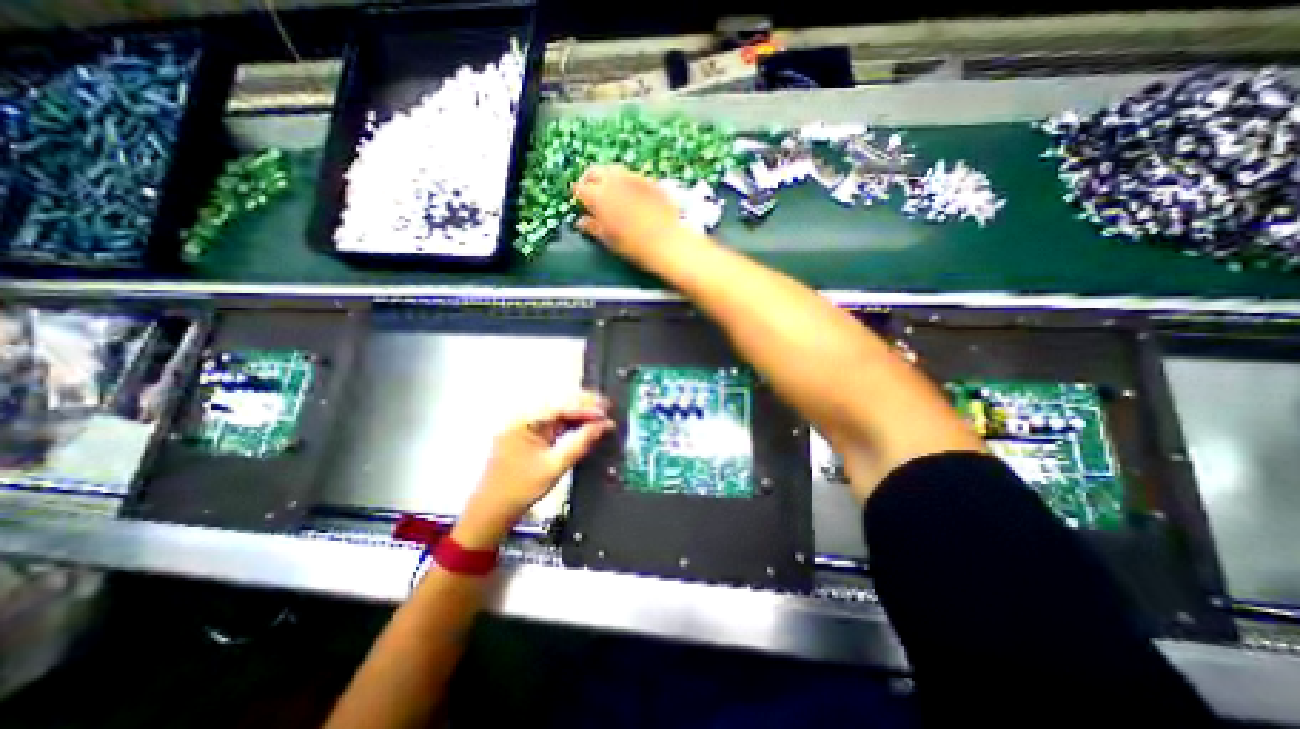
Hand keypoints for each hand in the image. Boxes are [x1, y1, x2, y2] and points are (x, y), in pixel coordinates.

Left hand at [454, 394, 615, 546]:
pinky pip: (553, 422)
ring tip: (601, 413)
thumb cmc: (520, 490)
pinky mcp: (529, 433)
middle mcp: (523, 417)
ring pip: (557, 410)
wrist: (491, 511)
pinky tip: (585, 423)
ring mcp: (525, 424)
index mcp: (524, 421)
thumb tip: (604, 426)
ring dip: (579, 411)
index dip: (585, 408)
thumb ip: (581, 443)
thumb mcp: (555, 466)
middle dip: (584, 404)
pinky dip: (570, 422)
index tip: (606, 412)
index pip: (560, 407)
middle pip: (558, 403)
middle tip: (608, 407)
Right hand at [574, 163, 705, 266]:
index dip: (579, 197)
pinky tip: (631, 196)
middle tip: (592, 194)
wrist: (666, 242)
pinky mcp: (649, 180)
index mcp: (598, 196)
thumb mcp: (608, 239)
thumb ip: (592, 227)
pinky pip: (632, 176)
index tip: (581, 204)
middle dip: (590, 180)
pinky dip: (627, 182)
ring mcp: (633, 177)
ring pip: (614, 170)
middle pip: (595, 172)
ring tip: (611, 193)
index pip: (580, 188)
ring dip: (608, 178)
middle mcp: (613, 180)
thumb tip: (580, 221)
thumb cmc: (633, 246)